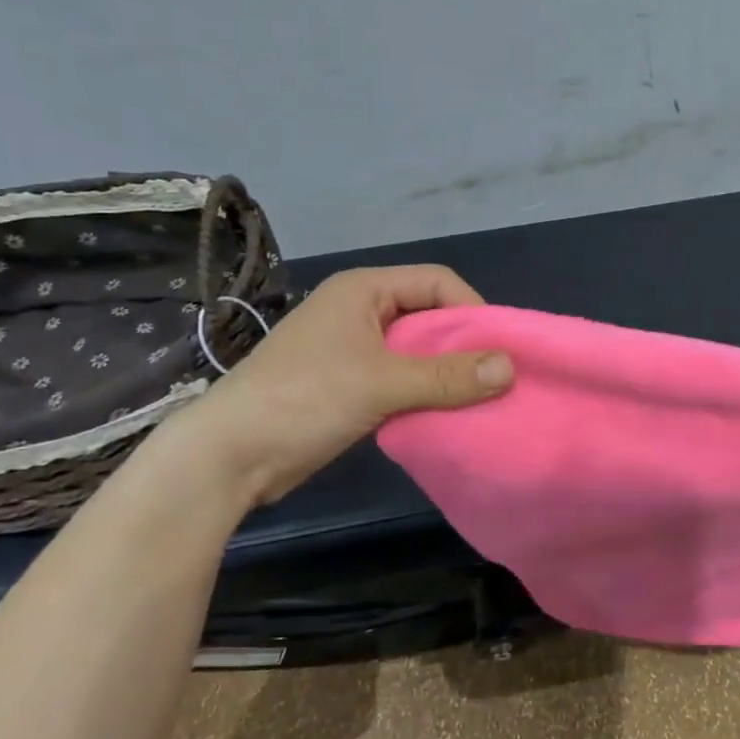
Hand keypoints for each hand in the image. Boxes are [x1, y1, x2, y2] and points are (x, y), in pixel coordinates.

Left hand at [173, 265, 512, 503]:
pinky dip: (426, 392)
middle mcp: (360, 311)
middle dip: (464, 345)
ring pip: (417, 351)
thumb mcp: (381, 383)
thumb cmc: (304, 400)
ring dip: (446, 373)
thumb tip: (510, 369)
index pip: (437, 281)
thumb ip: (448, 376)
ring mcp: (352, 348)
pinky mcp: (349, 384)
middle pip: (429, 315)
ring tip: (479, 399)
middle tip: (496, 378)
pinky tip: (446, 414)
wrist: (228, 456)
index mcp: (364, 291)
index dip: (472, 309)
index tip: (498, 348)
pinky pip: (402, 378)